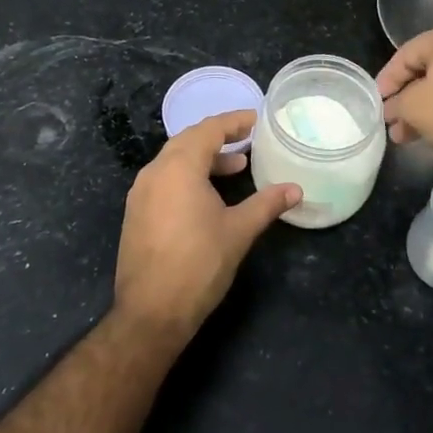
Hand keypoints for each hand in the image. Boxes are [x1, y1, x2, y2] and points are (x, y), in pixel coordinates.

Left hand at [113, 110, 300, 340]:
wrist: (151, 312)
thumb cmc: (199, 264)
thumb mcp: (239, 231)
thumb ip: (267, 204)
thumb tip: (296, 190)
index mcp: (178, 167)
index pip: (208, 129)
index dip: (234, 122)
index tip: (256, 120)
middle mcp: (154, 172)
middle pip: (188, 141)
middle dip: (218, 138)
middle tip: (247, 140)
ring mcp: (140, 194)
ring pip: (174, 161)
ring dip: (204, 159)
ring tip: (235, 169)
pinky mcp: (136, 214)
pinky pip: (164, 180)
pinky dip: (188, 177)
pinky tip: (207, 197)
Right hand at [376, 24, 432, 178]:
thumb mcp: (415, 108)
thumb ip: (397, 105)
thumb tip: (391, 111)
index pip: (406, 54)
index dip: (387, 79)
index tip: (377, 102)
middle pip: (428, 71)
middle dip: (406, 99)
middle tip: (392, 122)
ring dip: (425, 110)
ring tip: (407, 136)